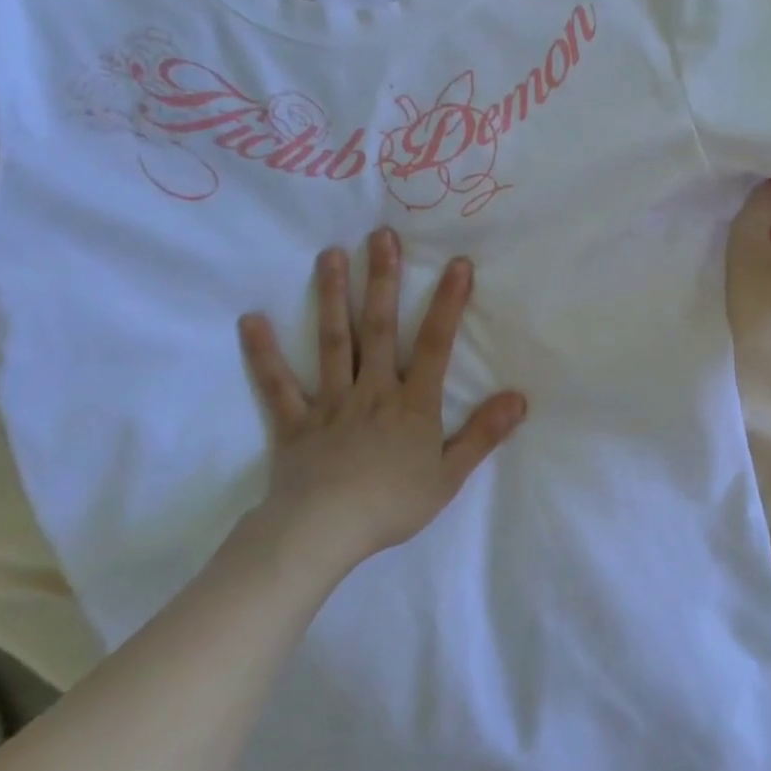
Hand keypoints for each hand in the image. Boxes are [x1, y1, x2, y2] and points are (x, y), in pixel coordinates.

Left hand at [236, 227, 526, 570]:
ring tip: (331, 255)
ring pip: (332, 343)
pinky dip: (264, 354)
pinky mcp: (293, 422)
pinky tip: (252, 320)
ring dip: (331, 297)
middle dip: (382, 281)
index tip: (457, 264)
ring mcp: (329, 402)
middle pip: (378, 328)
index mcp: (411, 404)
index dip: (447, 303)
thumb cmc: (391, 505)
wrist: (322, 534)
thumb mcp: (449, 475)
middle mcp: (372, 391)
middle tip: (381, 236)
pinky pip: (277, 384)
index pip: (435, 344)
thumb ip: (483, 434)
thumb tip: (519, 397)